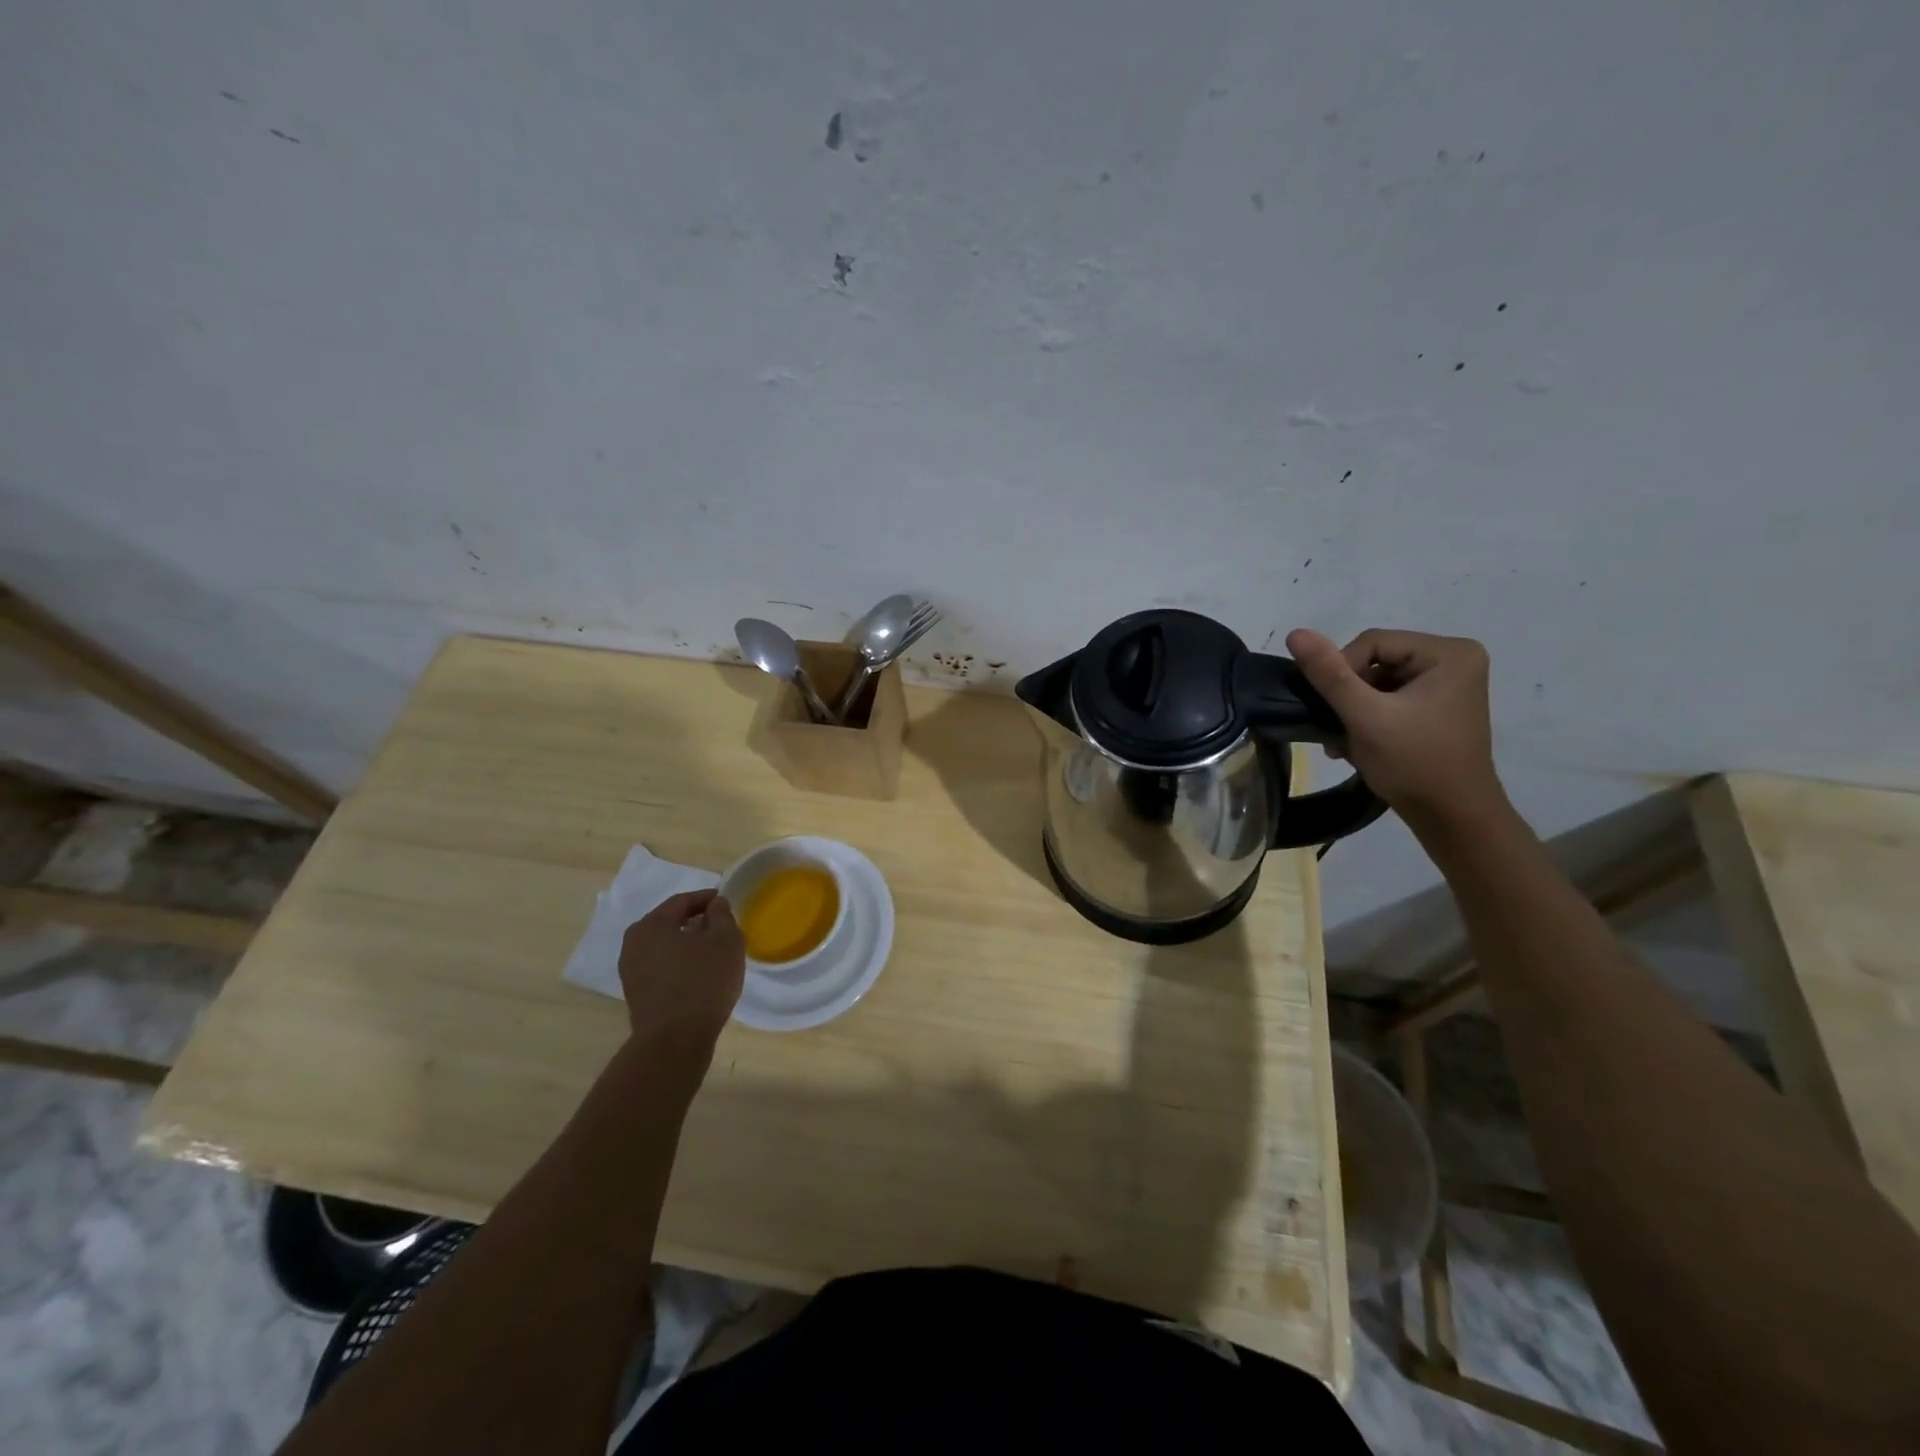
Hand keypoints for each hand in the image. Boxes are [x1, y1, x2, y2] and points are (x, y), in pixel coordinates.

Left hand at [618, 890, 745, 1064]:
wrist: (674, 1041)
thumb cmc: (702, 981)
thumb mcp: (725, 940)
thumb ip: (721, 915)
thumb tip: (715, 904)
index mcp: (651, 924)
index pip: (682, 901)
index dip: (707, 898)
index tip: (726, 901)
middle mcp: (634, 943)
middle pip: (670, 922)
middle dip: (696, 921)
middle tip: (721, 926)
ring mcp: (631, 971)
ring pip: (665, 946)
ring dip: (688, 944)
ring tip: (713, 951)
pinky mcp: (636, 994)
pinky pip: (662, 967)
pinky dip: (680, 963)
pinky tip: (699, 973)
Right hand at [1285, 628, 1506, 826]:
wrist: (1452, 818)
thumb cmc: (1413, 763)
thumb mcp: (1364, 716)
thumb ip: (1329, 674)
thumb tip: (1296, 632)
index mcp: (1450, 653)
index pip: (1372, 642)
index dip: (1343, 672)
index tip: (1337, 710)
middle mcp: (1456, 660)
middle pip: (1376, 661)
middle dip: (1350, 694)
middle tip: (1339, 728)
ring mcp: (1449, 685)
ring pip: (1378, 681)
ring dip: (1354, 709)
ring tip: (1345, 740)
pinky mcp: (1439, 707)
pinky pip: (1391, 698)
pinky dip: (1369, 717)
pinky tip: (1358, 742)